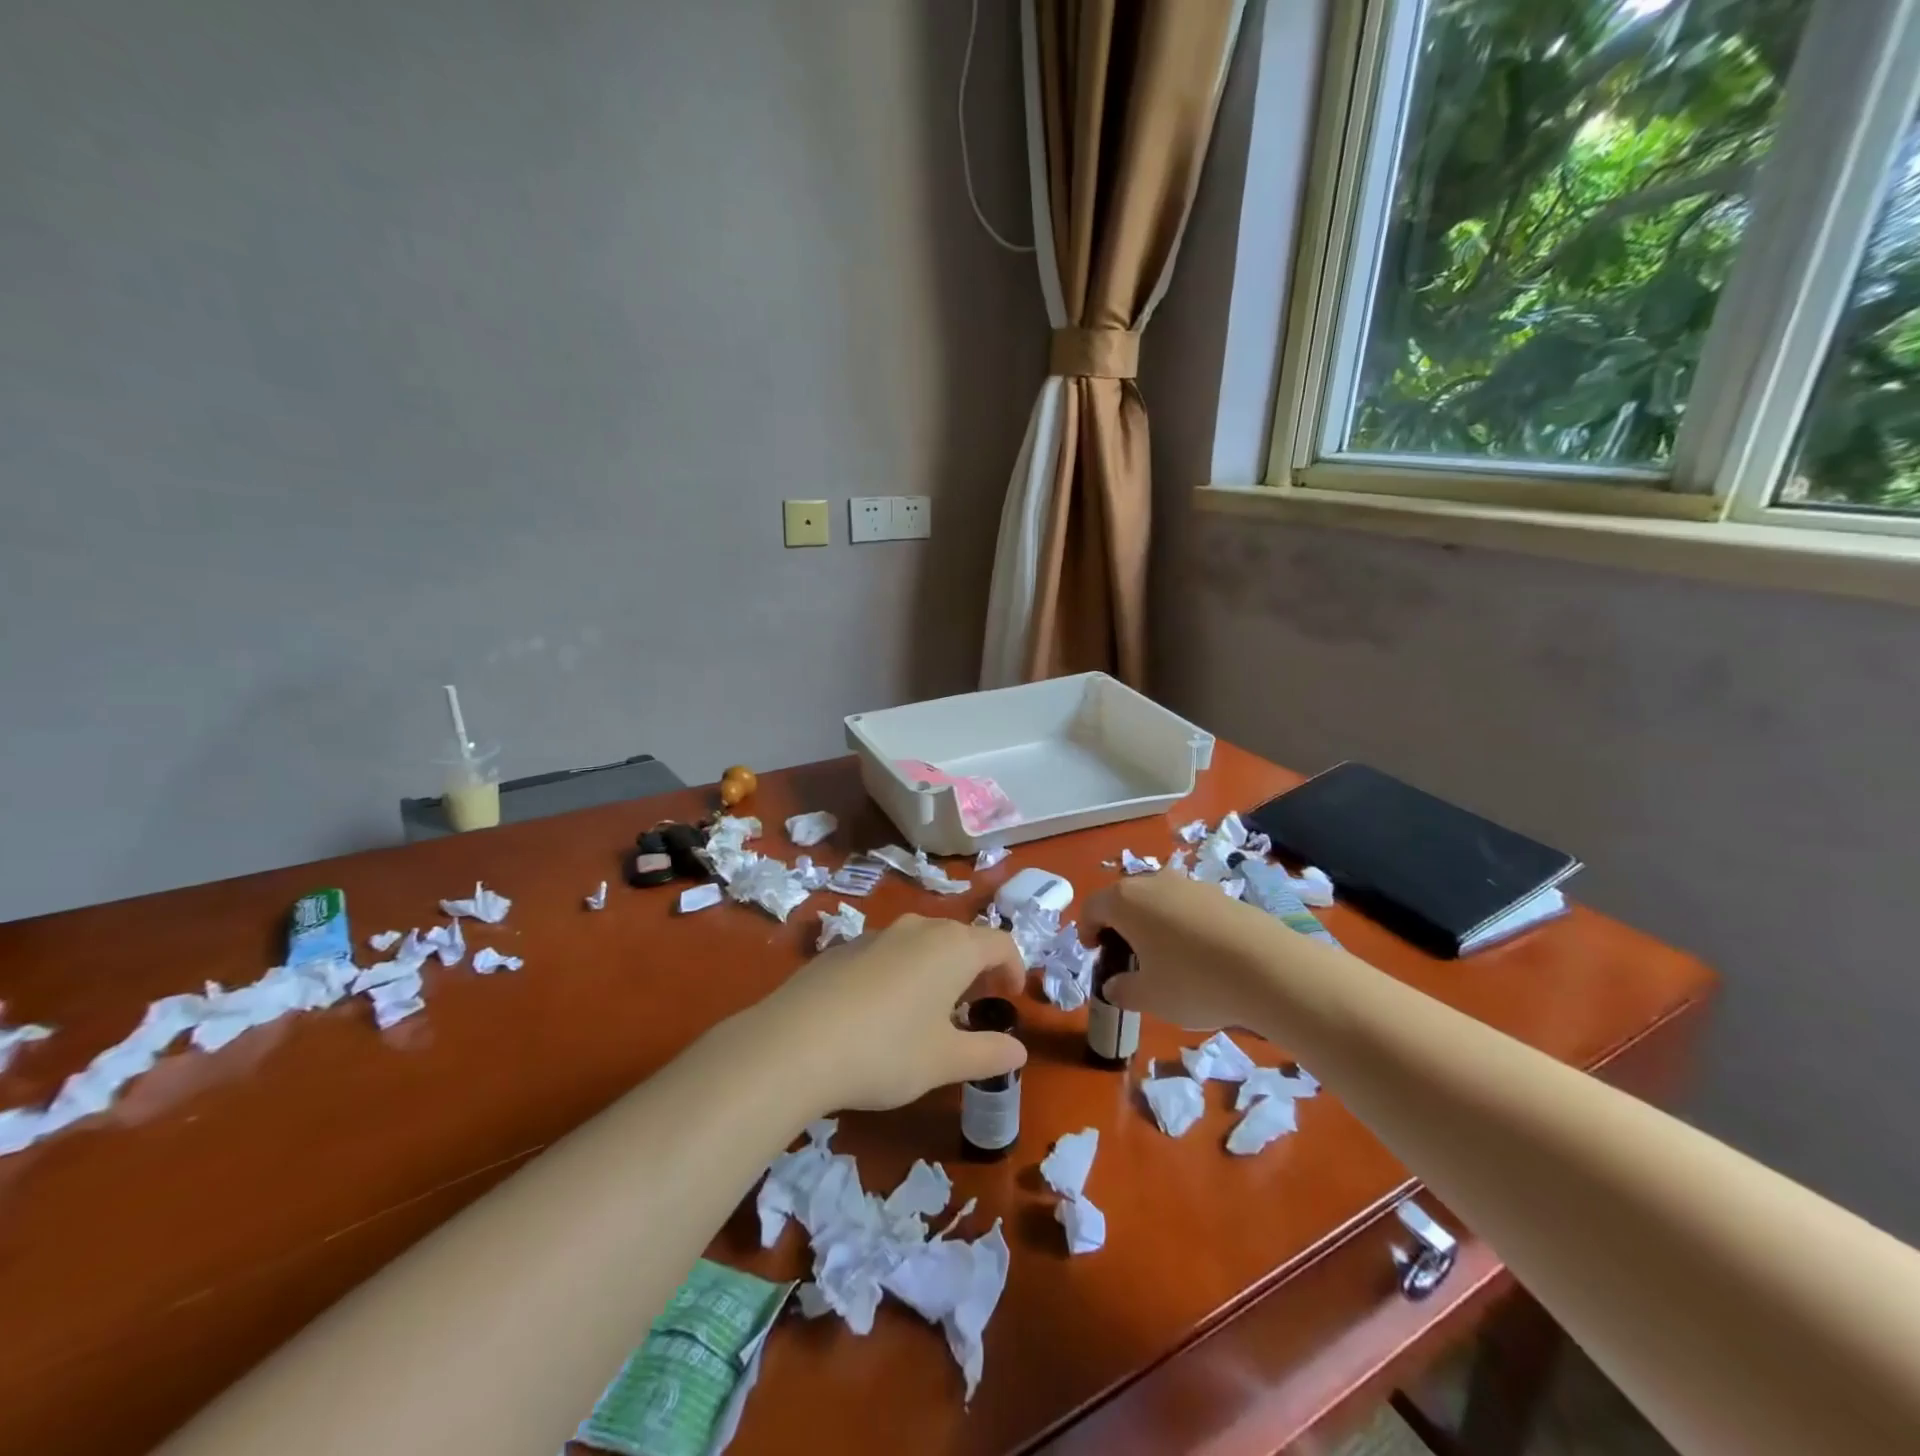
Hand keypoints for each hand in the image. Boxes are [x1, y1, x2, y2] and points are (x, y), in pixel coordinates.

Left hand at [751, 914, 1028, 1112]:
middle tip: (975, 1006)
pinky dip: (901, 972)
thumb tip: (1019, 1049)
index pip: (1000, 943)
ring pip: (921, 943)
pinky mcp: (842, 949)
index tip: (1011, 998)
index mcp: (952, 947)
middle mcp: (917, 928)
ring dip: (937, 969)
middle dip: (976, 968)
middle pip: (960, 938)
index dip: (1013, 968)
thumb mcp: (945, 1061)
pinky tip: (881, 1012)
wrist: (794, 1043)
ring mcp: (876, 934)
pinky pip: (887, 953)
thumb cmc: (886, 1050)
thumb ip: (988, 1053)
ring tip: (930, 1011)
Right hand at [1087, 871, 1287, 1031]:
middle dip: (1120, 925)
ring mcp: (1190, 885)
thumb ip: (1123, 990)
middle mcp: (1154, 883)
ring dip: (1152, 923)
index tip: (1095, 954)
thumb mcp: (1149, 997)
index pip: (1092, 907)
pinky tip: (1199, 956)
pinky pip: (1188, 907)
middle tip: (1126, 957)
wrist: (1269, 969)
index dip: (1087, 931)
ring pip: (1158, 900)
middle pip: (1125, 898)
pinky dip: (1183, 925)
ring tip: (1164, 958)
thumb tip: (1115, 985)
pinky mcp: (1221, 895)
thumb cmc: (1194, 981)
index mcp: (1126, 900)